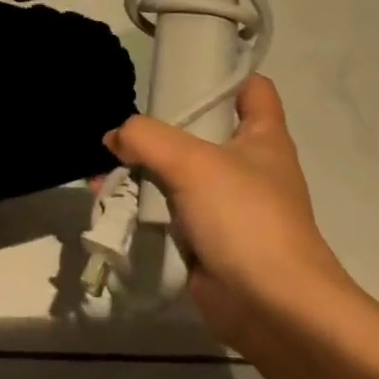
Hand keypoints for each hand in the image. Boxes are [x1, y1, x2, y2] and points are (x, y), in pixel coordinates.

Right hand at [104, 75, 355, 354]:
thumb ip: (146, 138)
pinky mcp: (208, 239)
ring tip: (105, 169)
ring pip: (179, 173)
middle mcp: (248, 166)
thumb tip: (115, 138)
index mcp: (264, 138)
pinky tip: (111, 202)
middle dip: (161, 127)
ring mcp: (228, 205)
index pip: (252, 89)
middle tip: (124, 126)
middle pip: (202, 130)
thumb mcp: (192, 162)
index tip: (180, 70)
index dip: (222, 74)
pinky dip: (143, 207)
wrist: (273, 308)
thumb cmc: (245, 218)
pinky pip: (169, 212)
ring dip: (144, 170)